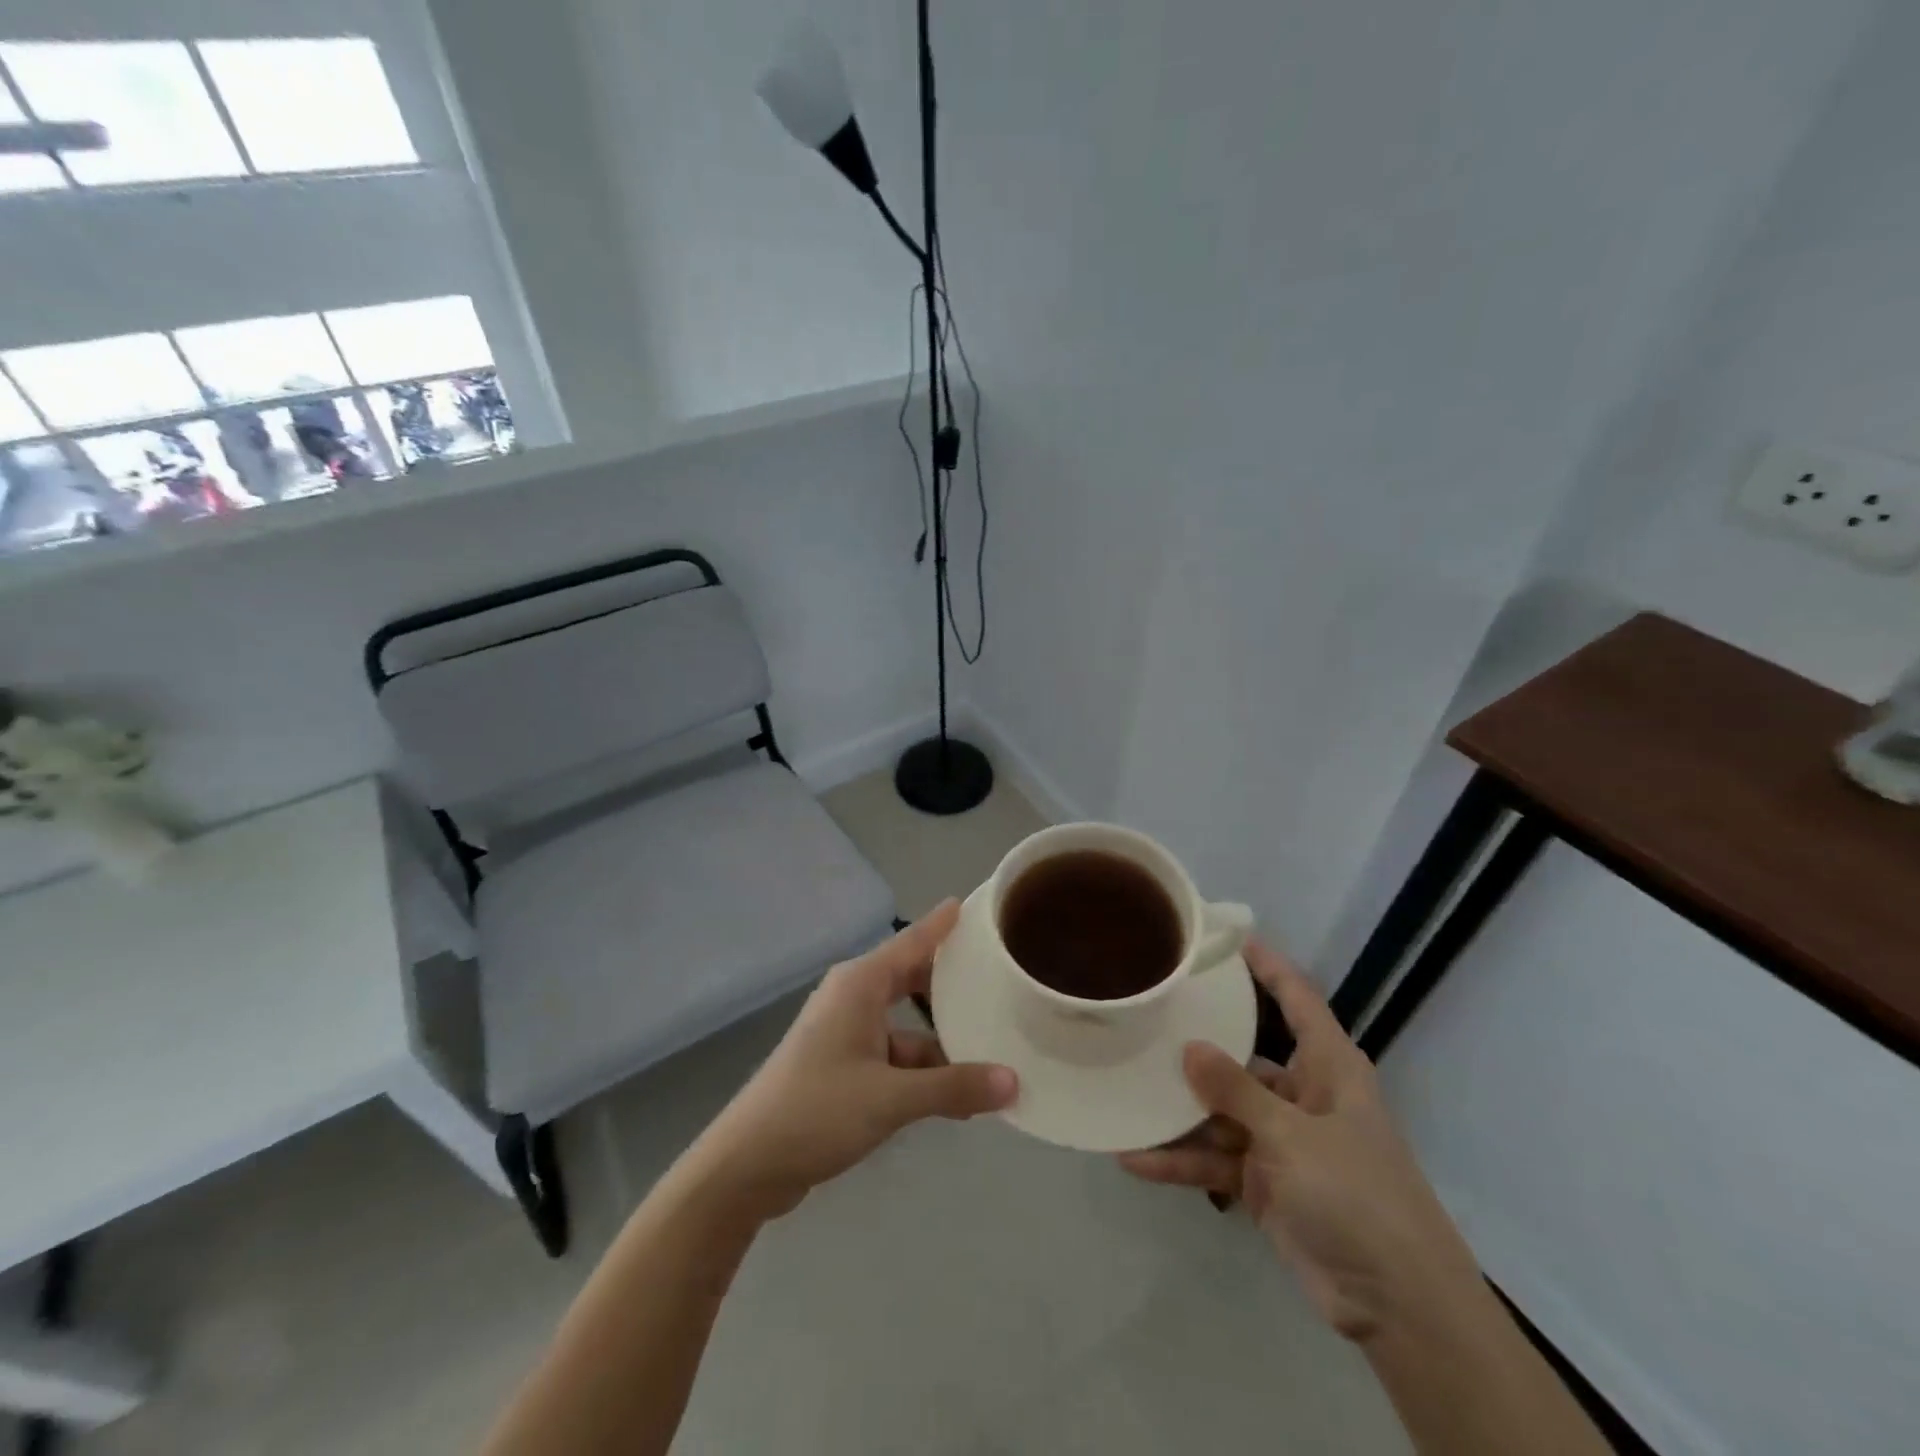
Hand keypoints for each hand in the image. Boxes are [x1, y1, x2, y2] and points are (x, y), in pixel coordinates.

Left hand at [689, 900, 1017, 1220]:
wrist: (746, 1165)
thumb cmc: (816, 1111)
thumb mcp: (891, 1098)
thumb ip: (953, 1088)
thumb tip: (1013, 1082)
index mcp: (861, 984)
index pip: (913, 940)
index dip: (945, 924)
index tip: (979, 906)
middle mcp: (854, 998)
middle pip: (913, 979)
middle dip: (953, 984)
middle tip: (1001, 979)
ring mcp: (847, 1033)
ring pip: (907, 1026)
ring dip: (943, 1042)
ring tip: (994, 1051)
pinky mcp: (843, 1066)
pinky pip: (895, 1056)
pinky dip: (922, 1071)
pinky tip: (957, 1097)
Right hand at [1119, 941, 1480, 1342]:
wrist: (1397, 1306)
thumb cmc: (1357, 1196)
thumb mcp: (1293, 1137)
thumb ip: (1236, 1090)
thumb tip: (1189, 1046)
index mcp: (1327, 1068)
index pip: (1297, 998)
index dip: (1266, 965)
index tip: (1225, 936)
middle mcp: (1301, 1094)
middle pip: (1242, 1054)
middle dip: (1197, 1039)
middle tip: (1147, 1011)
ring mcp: (1280, 1139)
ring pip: (1219, 1110)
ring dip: (1177, 1110)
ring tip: (1124, 1087)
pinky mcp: (1263, 1181)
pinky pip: (1214, 1158)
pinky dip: (1180, 1160)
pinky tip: (1135, 1158)